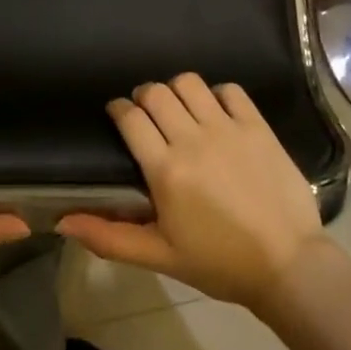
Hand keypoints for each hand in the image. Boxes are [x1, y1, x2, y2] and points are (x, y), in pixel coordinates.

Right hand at [58, 74, 329, 310]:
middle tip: (147, 115)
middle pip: (156, 93)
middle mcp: (193, 139)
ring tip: (180, 109)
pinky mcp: (257, 126)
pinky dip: (218, 95)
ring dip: (177, 91)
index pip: (130, 118)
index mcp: (165, 169)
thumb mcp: (159, 255)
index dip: (118, 109)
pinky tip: (217, 114)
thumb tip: (62, 222)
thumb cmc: (219, 263)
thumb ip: (109, 237)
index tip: (118, 115)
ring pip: (189, 83)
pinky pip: (230, 90)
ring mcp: (228, 129)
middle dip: (144, 97)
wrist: (288, 266)